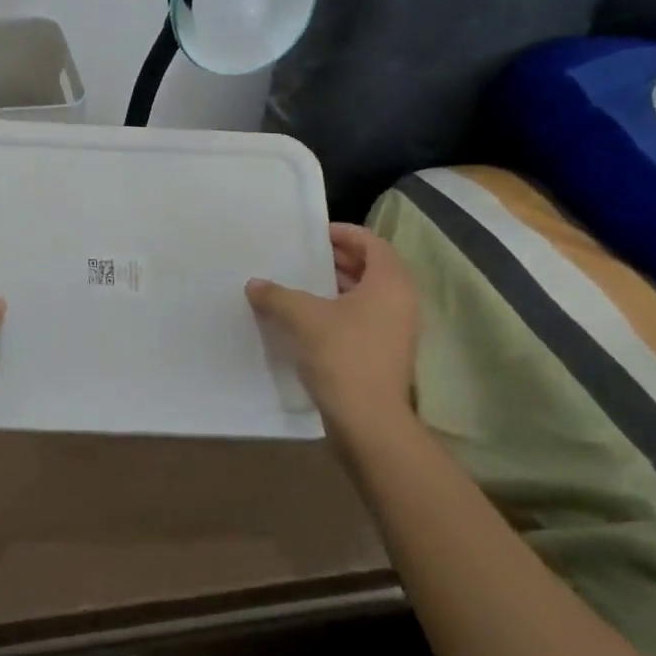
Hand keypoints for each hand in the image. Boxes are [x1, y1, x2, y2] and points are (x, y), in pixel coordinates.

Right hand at [247, 223, 418, 437]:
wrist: (368, 421)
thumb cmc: (342, 355)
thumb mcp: (302, 317)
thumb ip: (276, 294)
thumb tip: (255, 284)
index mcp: (390, 284)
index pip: (373, 243)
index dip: (344, 233)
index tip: (313, 234)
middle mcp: (400, 302)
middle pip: (371, 267)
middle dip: (336, 258)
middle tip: (301, 256)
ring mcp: (395, 330)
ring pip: (365, 295)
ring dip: (334, 285)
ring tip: (297, 283)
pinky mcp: (383, 353)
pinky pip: (361, 318)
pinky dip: (337, 309)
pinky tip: (305, 317)